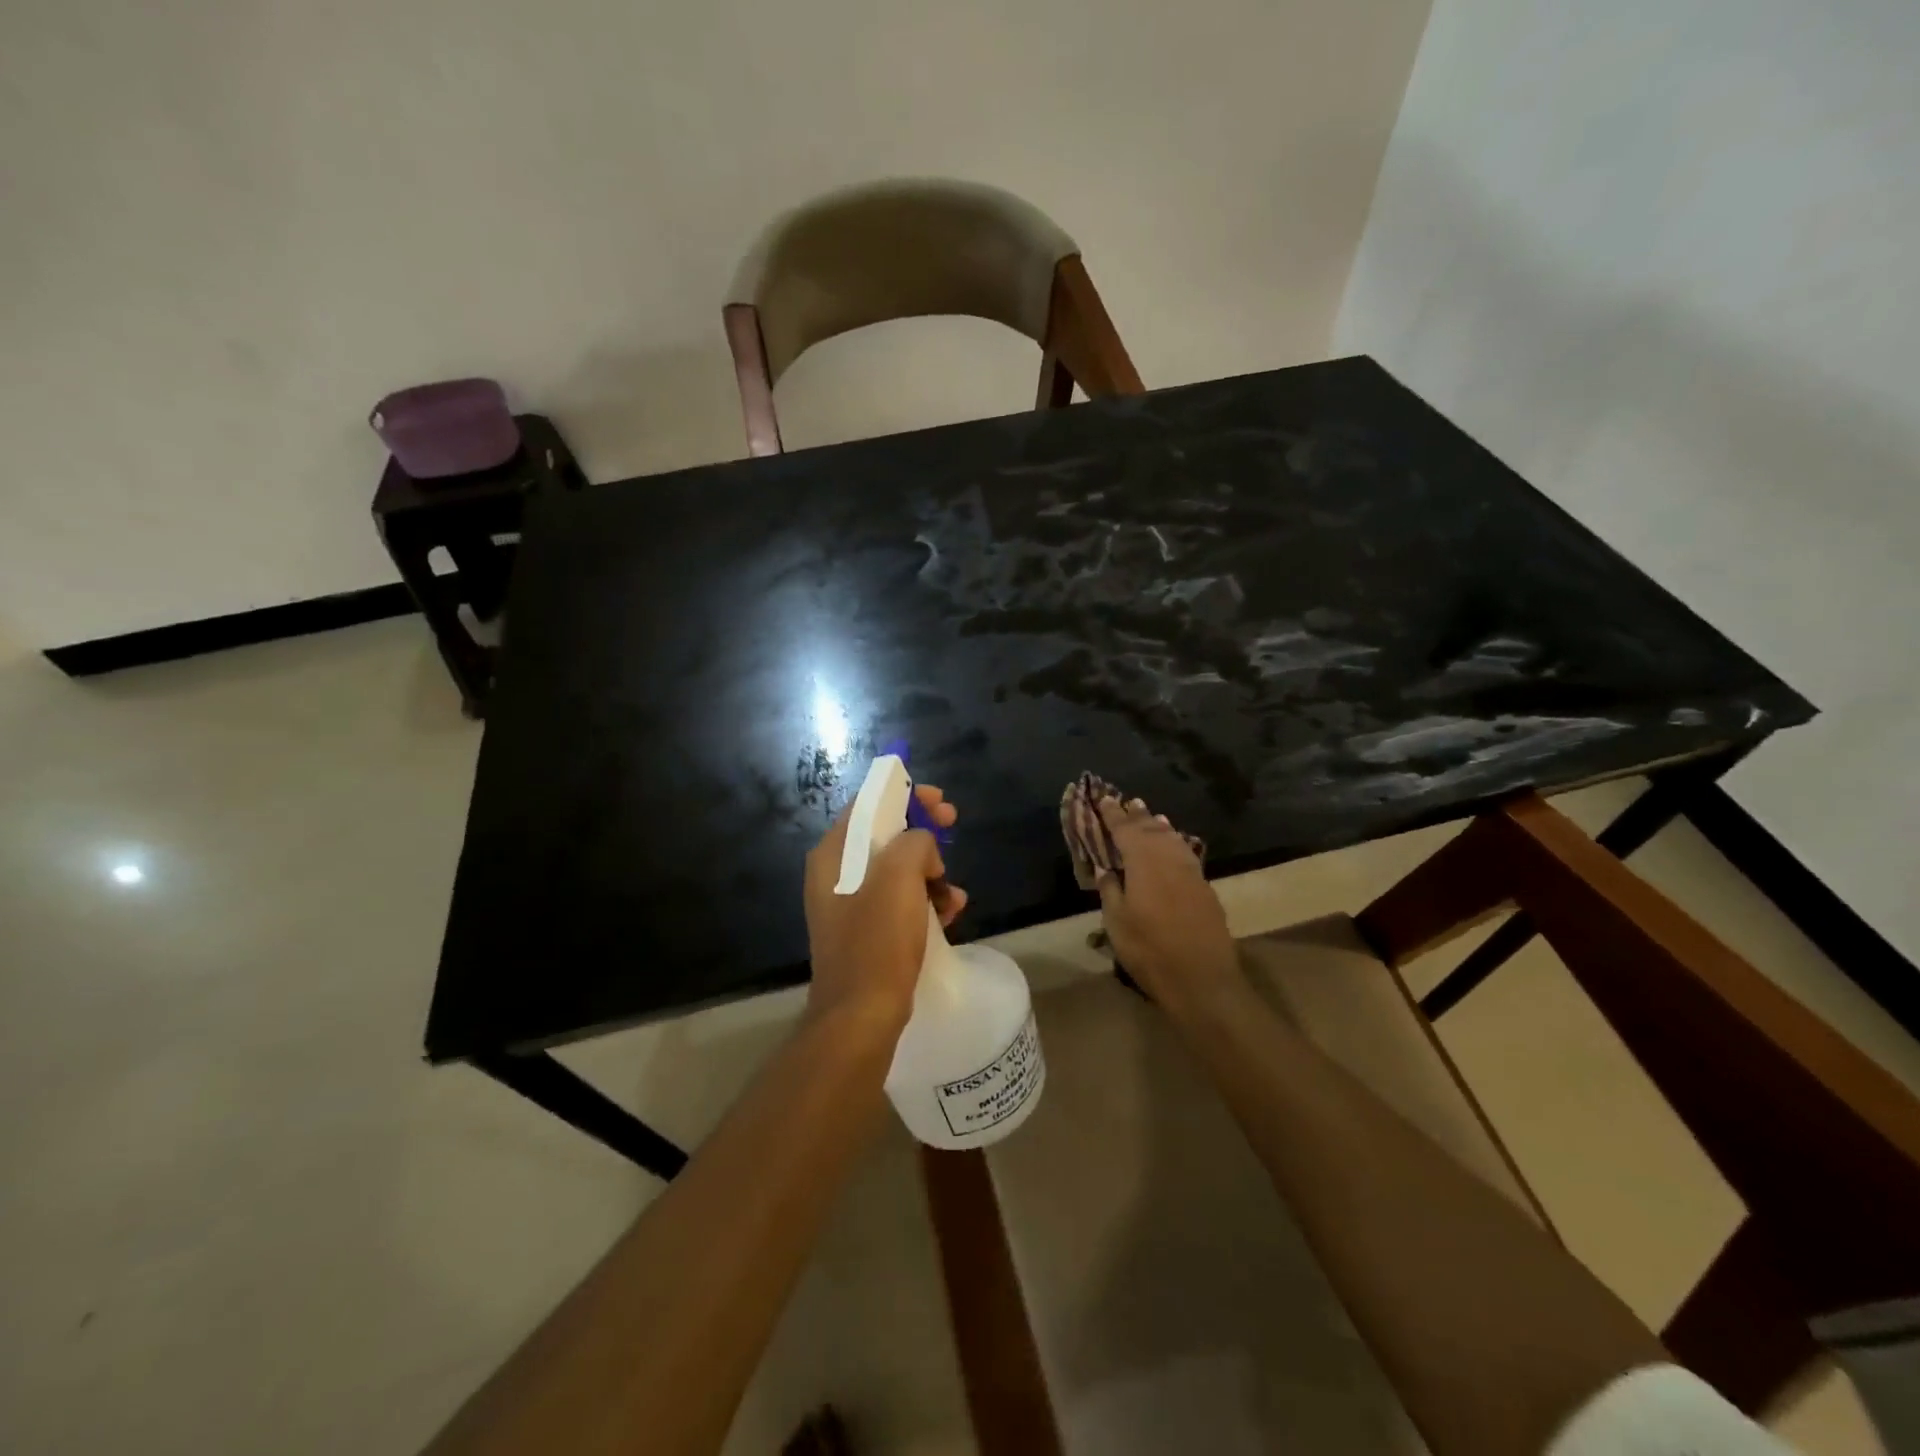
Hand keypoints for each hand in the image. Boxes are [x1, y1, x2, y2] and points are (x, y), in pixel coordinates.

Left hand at [804, 784, 966, 1032]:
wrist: (861, 1015)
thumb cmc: (877, 940)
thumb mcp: (899, 877)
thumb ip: (914, 842)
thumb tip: (922, 846)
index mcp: (833, 855)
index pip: (867, 805)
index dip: (904, 796)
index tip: (939, 801)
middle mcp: (835, 874)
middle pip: (884, 835)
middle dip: (923, 833)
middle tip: (953, 828)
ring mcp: (849, 905)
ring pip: (896, 870)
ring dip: (930, 872)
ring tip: (954, 892)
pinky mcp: (866, 931)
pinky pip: (898, 901)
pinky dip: (924, 900)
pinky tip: (950, 913)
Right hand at [1093, 796, 1238, 1010]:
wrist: (1202, 979)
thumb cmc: (1150, 950)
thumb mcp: (1117, 922)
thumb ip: (1111, 890)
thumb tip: (1106, 869)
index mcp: (1144, 861)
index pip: (1125, 829)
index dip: (1113, 814)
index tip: (1104, 798)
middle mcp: (1169, 858)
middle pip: (1152, 828)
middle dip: (1138, 815)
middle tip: (1127, 801)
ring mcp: (1191, 872)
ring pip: (1173, 839)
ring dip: (1159, 826)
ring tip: (1151, 816)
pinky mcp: (1205, 888)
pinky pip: (1185, 853)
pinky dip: (1175, 843)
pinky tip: (1174, 845)